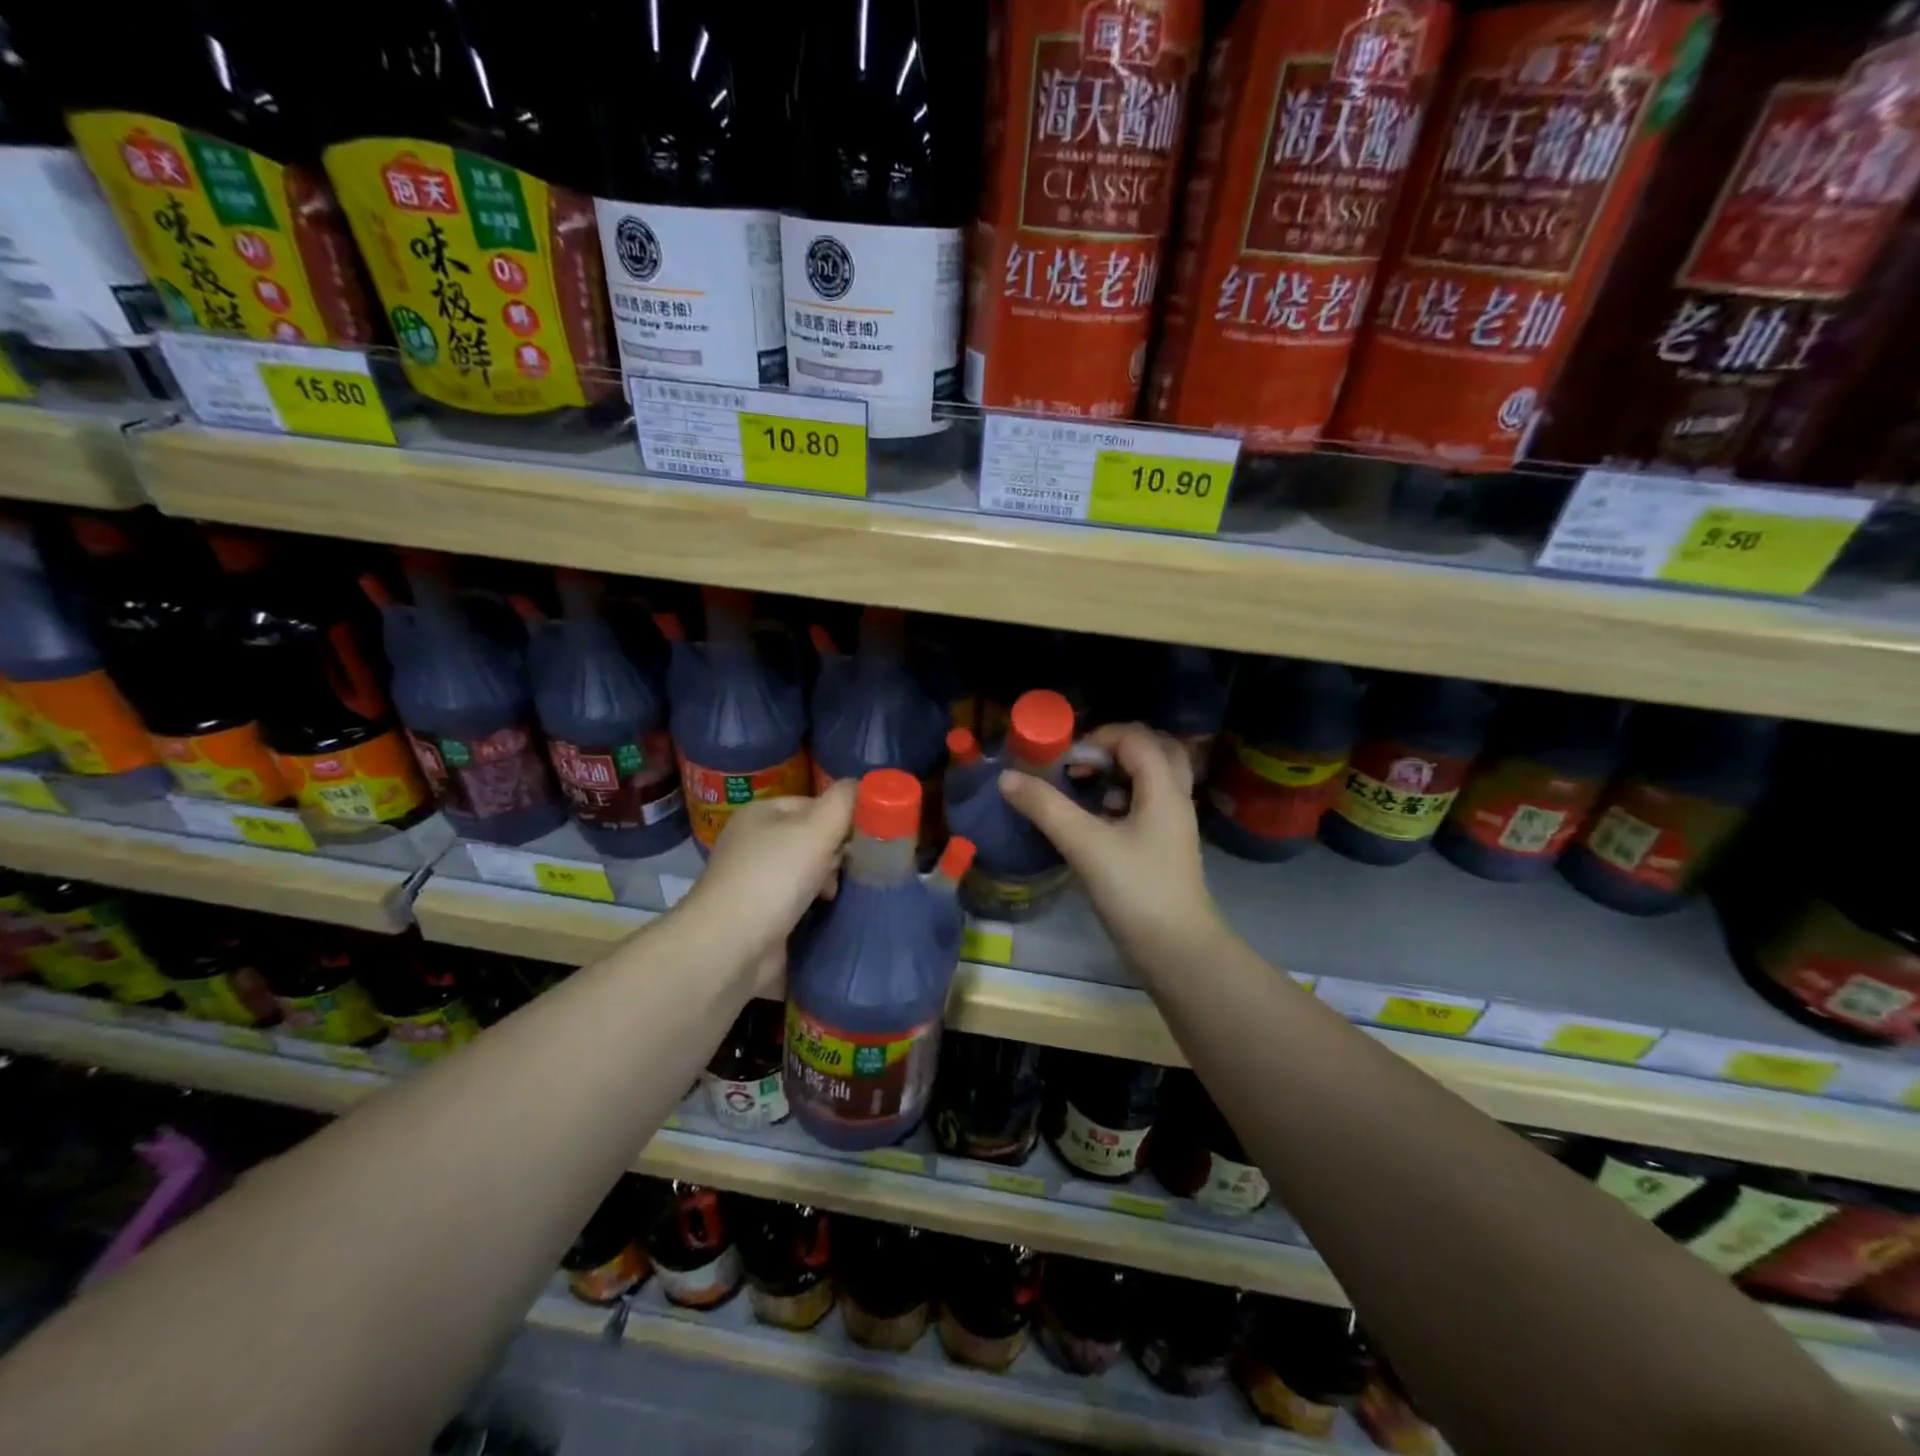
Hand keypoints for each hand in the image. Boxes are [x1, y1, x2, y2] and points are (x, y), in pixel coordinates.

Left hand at [678, 780, 856, 992]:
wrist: (730, 947)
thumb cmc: (774, 877)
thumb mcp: (816, 828)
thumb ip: (843, 802)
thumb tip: (861, 784)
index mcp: (761, 814)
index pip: (814, 804)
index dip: (841, 818)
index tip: (863, 839)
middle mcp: (754, 843)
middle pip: (812, 838)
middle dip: (835, 854)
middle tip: (848, 871)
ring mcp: (754, 881)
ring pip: (808, 872)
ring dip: (828, 883)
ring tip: (835, 897)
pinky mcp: (760, 916)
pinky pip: (799, 902)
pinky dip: (815, 908)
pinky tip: (827, 916)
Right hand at [997, 723, 1223, 969]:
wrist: (1177, 950)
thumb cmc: (1136, 891)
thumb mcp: (1086, 845)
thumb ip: (1046, 808)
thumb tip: (1007, 776)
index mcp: (1163, 788)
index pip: (1136, 738)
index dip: (1098, 738)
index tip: (1065, 761)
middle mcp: (1174, 798)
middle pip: (1153, 749)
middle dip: (1113, 748)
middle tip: (1082, 765)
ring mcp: (1172, 823)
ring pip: (1151, 777)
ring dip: (1118, 773)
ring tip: (1085, 790)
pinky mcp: (1164, 846)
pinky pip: (1146, 804)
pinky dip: (1120, 799)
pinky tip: (1095, 822)